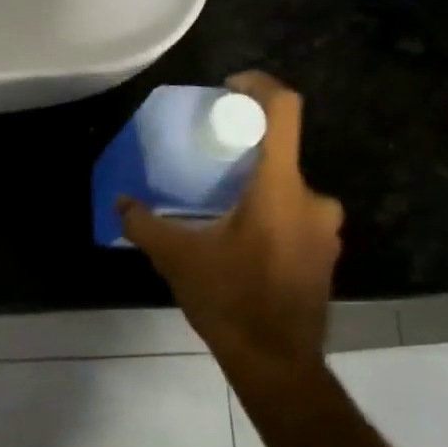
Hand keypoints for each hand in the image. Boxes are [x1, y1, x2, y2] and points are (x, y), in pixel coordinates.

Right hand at [119, 72, 343, 364]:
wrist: (276, 361)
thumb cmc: (229, 299)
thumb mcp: (177, 259)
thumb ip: (145, 225)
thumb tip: (120, 203)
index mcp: (280, 188)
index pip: (283, 112)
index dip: (259, 86)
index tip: (231, 87)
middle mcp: (314, 200)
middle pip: (281, 156)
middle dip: (245, 157)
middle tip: (210, 168)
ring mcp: (327, 230)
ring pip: (288, 192)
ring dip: (257, 193)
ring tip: (220, 213)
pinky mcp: (326, 255)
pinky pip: (297, 220)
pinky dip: (271, 220)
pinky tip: (242, 247)